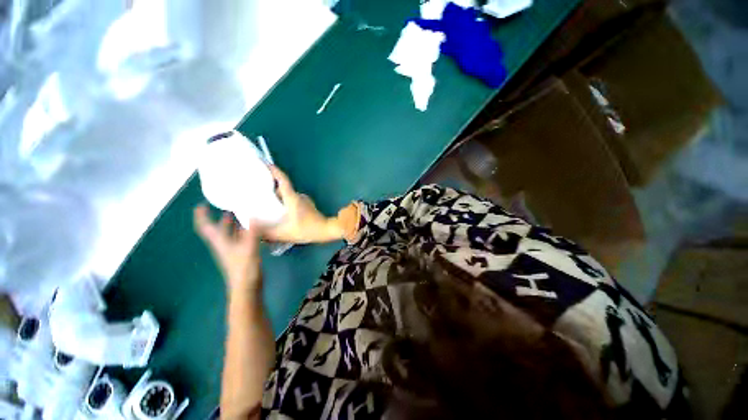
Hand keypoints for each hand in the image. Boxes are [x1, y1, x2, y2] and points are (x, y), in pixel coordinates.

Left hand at [194, 205, 262, 294]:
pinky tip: (254, 229)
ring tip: (243, 214)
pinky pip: (242, 239)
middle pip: (218, 230)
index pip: (206, 227)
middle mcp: (224, 245)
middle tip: (229, 206)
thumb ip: (251, 233)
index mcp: (220, 242)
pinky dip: (245, 232)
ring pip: (231, 234)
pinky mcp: (242, 254)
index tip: (202, 204)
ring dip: (234, 224)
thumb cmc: (244, 269)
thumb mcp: (248, 249)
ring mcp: (233, 250)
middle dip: (221, 218)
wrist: (247, 287)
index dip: (202, 216)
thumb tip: (253, 216)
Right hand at [264, 166, 344, 243]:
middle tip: (256, 188)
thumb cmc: (307, 229)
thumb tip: (252, 227)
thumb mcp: (284, 233)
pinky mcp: (307, 207)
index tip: (264, 163)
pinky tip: (278, 212)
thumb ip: (266, 233)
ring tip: (264, 202)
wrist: (326, 230)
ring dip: (277, 196)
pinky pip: (292, 201)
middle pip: (282, 187)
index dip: (273, 170)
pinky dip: (284, 203)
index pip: (282, 179)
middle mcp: (298, 196)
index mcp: (292, 197)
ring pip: (287, 195)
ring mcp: (304, 201)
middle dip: (270, 186)